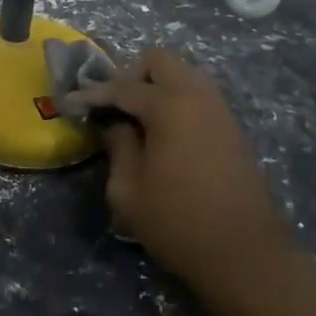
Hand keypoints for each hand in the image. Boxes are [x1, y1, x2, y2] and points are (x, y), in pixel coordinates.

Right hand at [72, 50, 291, 296]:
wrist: (245, 254)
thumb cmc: (178, 222)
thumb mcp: (129, 190)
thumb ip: (118, 147)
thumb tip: (116, 125)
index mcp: (169, 105)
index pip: (122, 87)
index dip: (93, 94)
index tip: (71, 102)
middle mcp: (197, 95)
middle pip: (159, 61)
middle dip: (131, 76)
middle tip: (113, 107)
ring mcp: (219, 110)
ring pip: (182, 74)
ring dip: (157, 87)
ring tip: (137, 120)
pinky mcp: (232, 128)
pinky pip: (198, 96)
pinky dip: (176, 102)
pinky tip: (163, 134)